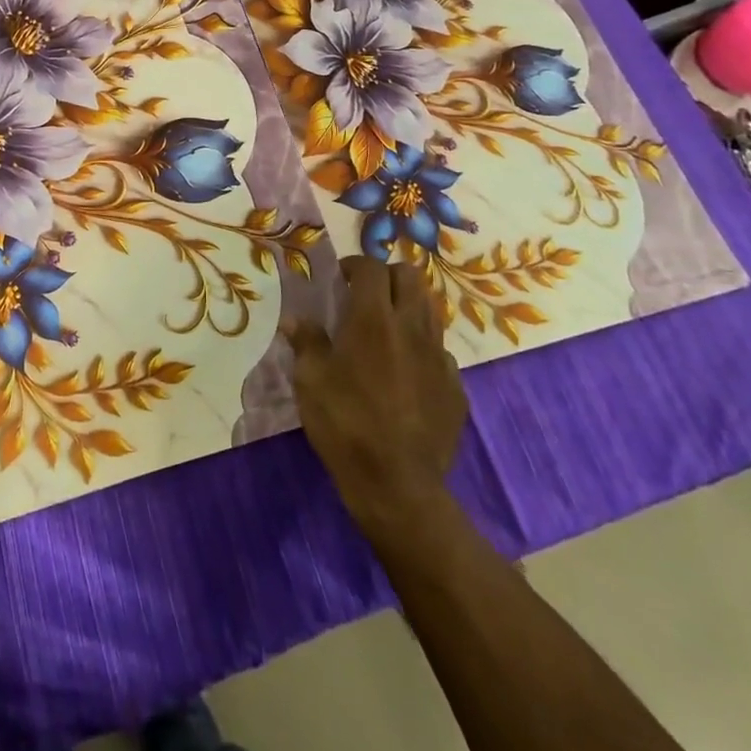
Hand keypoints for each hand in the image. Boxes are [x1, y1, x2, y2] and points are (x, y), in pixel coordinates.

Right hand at [284, 256, 467, 533]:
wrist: (397, 484)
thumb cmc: (345, 424)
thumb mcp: (310, 381)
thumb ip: (306, 342)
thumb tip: (295, 320)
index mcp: (373, 319)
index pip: (372, 268)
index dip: (355, 265)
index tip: (341, 279)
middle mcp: (412, 328)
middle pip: (410, 276)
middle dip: (388, 276)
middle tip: (367, 294)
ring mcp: (439, 357)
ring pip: (431, 309)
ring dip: (408, 307)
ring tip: (386, 328)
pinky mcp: (455, 386)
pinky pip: (440, 351)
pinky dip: (422, 348)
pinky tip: (405, 372)